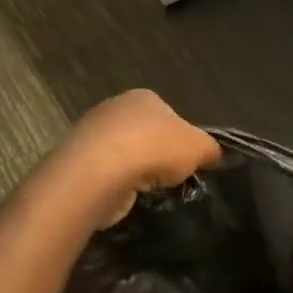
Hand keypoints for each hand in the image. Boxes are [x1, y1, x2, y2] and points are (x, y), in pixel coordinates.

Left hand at [53, 90, 220, 226]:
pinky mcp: (78, 161)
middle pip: (146, 134)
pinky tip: (125, 195)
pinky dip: (117, 184)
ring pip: (126, 154)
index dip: (182, 138)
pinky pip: (107, 173)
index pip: (170, 115)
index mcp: (144, 97)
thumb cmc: (155, 149)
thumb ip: (211, 149)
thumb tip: (215, 155)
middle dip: (158, 155)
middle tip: (170, 177)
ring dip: (137, 172)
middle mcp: (115, 108)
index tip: (187, 161)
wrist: (99, 173)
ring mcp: (92, 134)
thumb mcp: (199, 147)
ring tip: (148, 190)